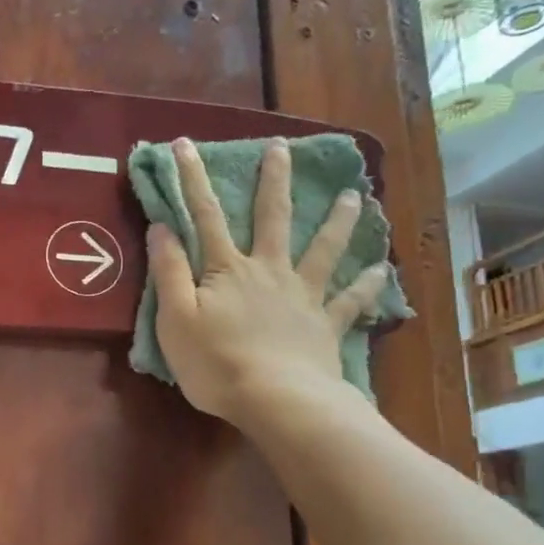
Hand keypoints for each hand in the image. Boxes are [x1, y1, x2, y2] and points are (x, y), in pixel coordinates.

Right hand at [148, 137, 389, 424]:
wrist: (277, 400)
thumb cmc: (216, 363)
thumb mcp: (176, 318)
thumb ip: (170, 271)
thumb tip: (162, 226)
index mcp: (228, 270)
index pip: (205, 216)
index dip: (192, 179)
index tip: (185, 144)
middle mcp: (269, 271)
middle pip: (271, 218)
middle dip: (273, 181)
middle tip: (282, 148)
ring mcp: (302, 296)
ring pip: (323, 250)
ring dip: (337, 221)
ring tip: (354, 196)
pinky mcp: (325, 325)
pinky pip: (350, 301)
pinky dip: (366, 285)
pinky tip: (381, 270)